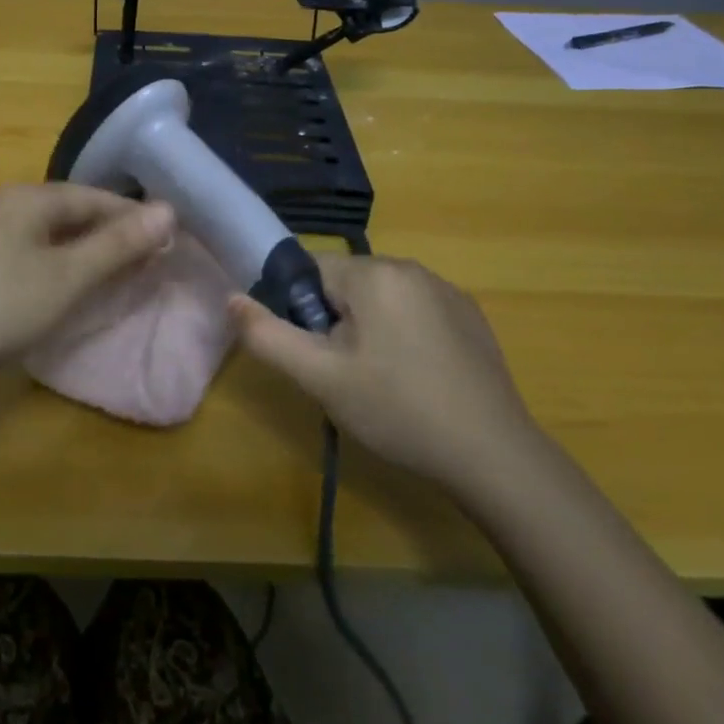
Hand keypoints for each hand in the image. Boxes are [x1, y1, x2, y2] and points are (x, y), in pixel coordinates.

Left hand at [0, 183, 175, 390]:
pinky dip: (57, 267)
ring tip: (116, 277)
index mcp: (28, 198)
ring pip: (49, 235)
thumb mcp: (67, 277)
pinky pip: (28, 254)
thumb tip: (168, 209)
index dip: (135, 217)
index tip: (171, 242)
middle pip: (72, 212)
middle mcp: (4, 205)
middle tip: (149, 262)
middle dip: (112, 235)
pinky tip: (64, 290)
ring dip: (86, 253)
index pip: (96, 197)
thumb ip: (117, 244)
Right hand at [230, 255, 539, 495]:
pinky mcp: (471, 315)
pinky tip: (417, 380)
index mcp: (374, 273)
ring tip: (381, 382)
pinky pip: (416, 311)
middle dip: (336, 322)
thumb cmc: (397, 410)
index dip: (302, 312)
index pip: (310, 271)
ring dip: (370, 329)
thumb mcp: (320, 378)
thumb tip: (230, 298)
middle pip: (347, 284)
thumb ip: (268, 335)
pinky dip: (405, 335)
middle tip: (346, 375)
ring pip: (381, 299)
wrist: (493, 455)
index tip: (316, 355)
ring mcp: (447, 290)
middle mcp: (411, 267)